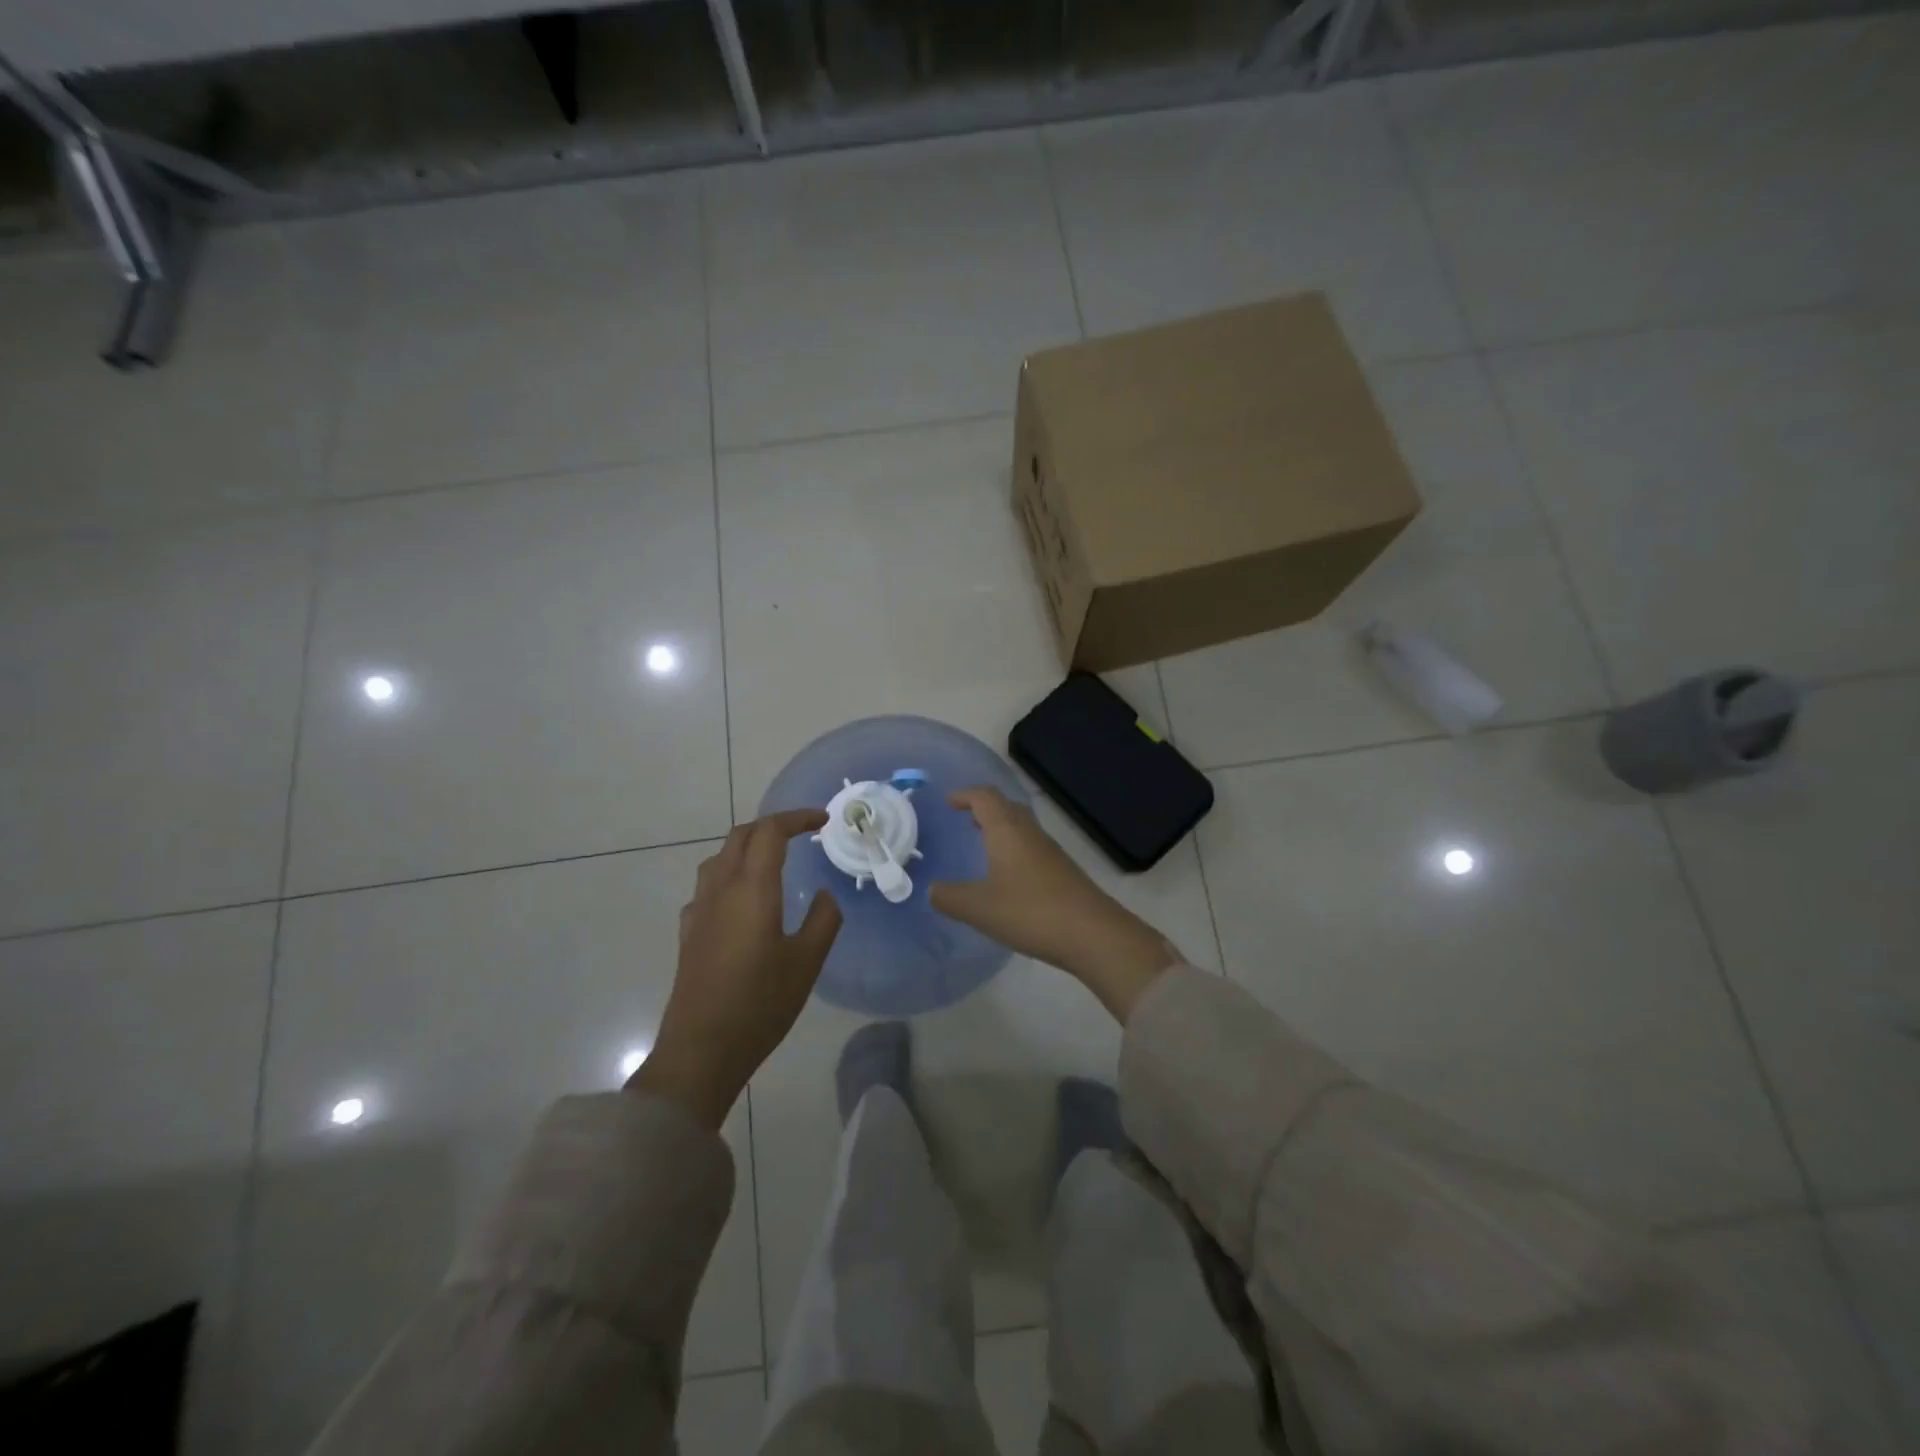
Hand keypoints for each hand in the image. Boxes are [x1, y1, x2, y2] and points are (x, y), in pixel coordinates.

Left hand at [630, 809, 841, 1127]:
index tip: (823, 820)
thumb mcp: (807, 962)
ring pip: (720, 857)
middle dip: (772, 826)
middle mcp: (720, 889)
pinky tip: (741, 899)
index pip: (770, 832)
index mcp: (752, 889)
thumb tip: (823, 895)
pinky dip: (730, 873)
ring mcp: (699, 910)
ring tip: (774, 859)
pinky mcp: (689, 932)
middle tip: (802, 833)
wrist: (701, 1049)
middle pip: (740, 836)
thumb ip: (823, 920)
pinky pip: (708, 885)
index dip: (797, 818)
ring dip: (747, 846)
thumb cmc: (761, 1004)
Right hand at [930, 787, 1178, 1021]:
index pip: (985, 798)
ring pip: (1022, 827)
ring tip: (982, 844)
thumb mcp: (979, 908)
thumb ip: (949, 897)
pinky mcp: (1063, 871)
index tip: (949, 801)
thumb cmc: (1030, 912)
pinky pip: (1032, 847)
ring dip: (1001, 829)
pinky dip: (1015, 849)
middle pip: (1007, 807)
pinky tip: (1008, 875)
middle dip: (985, 808)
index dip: (966, 795)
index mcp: (1007, 831)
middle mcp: (1030, 833)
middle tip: (965, 819)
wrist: (1092, 934)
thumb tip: (932, 890)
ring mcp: (1050, 852)